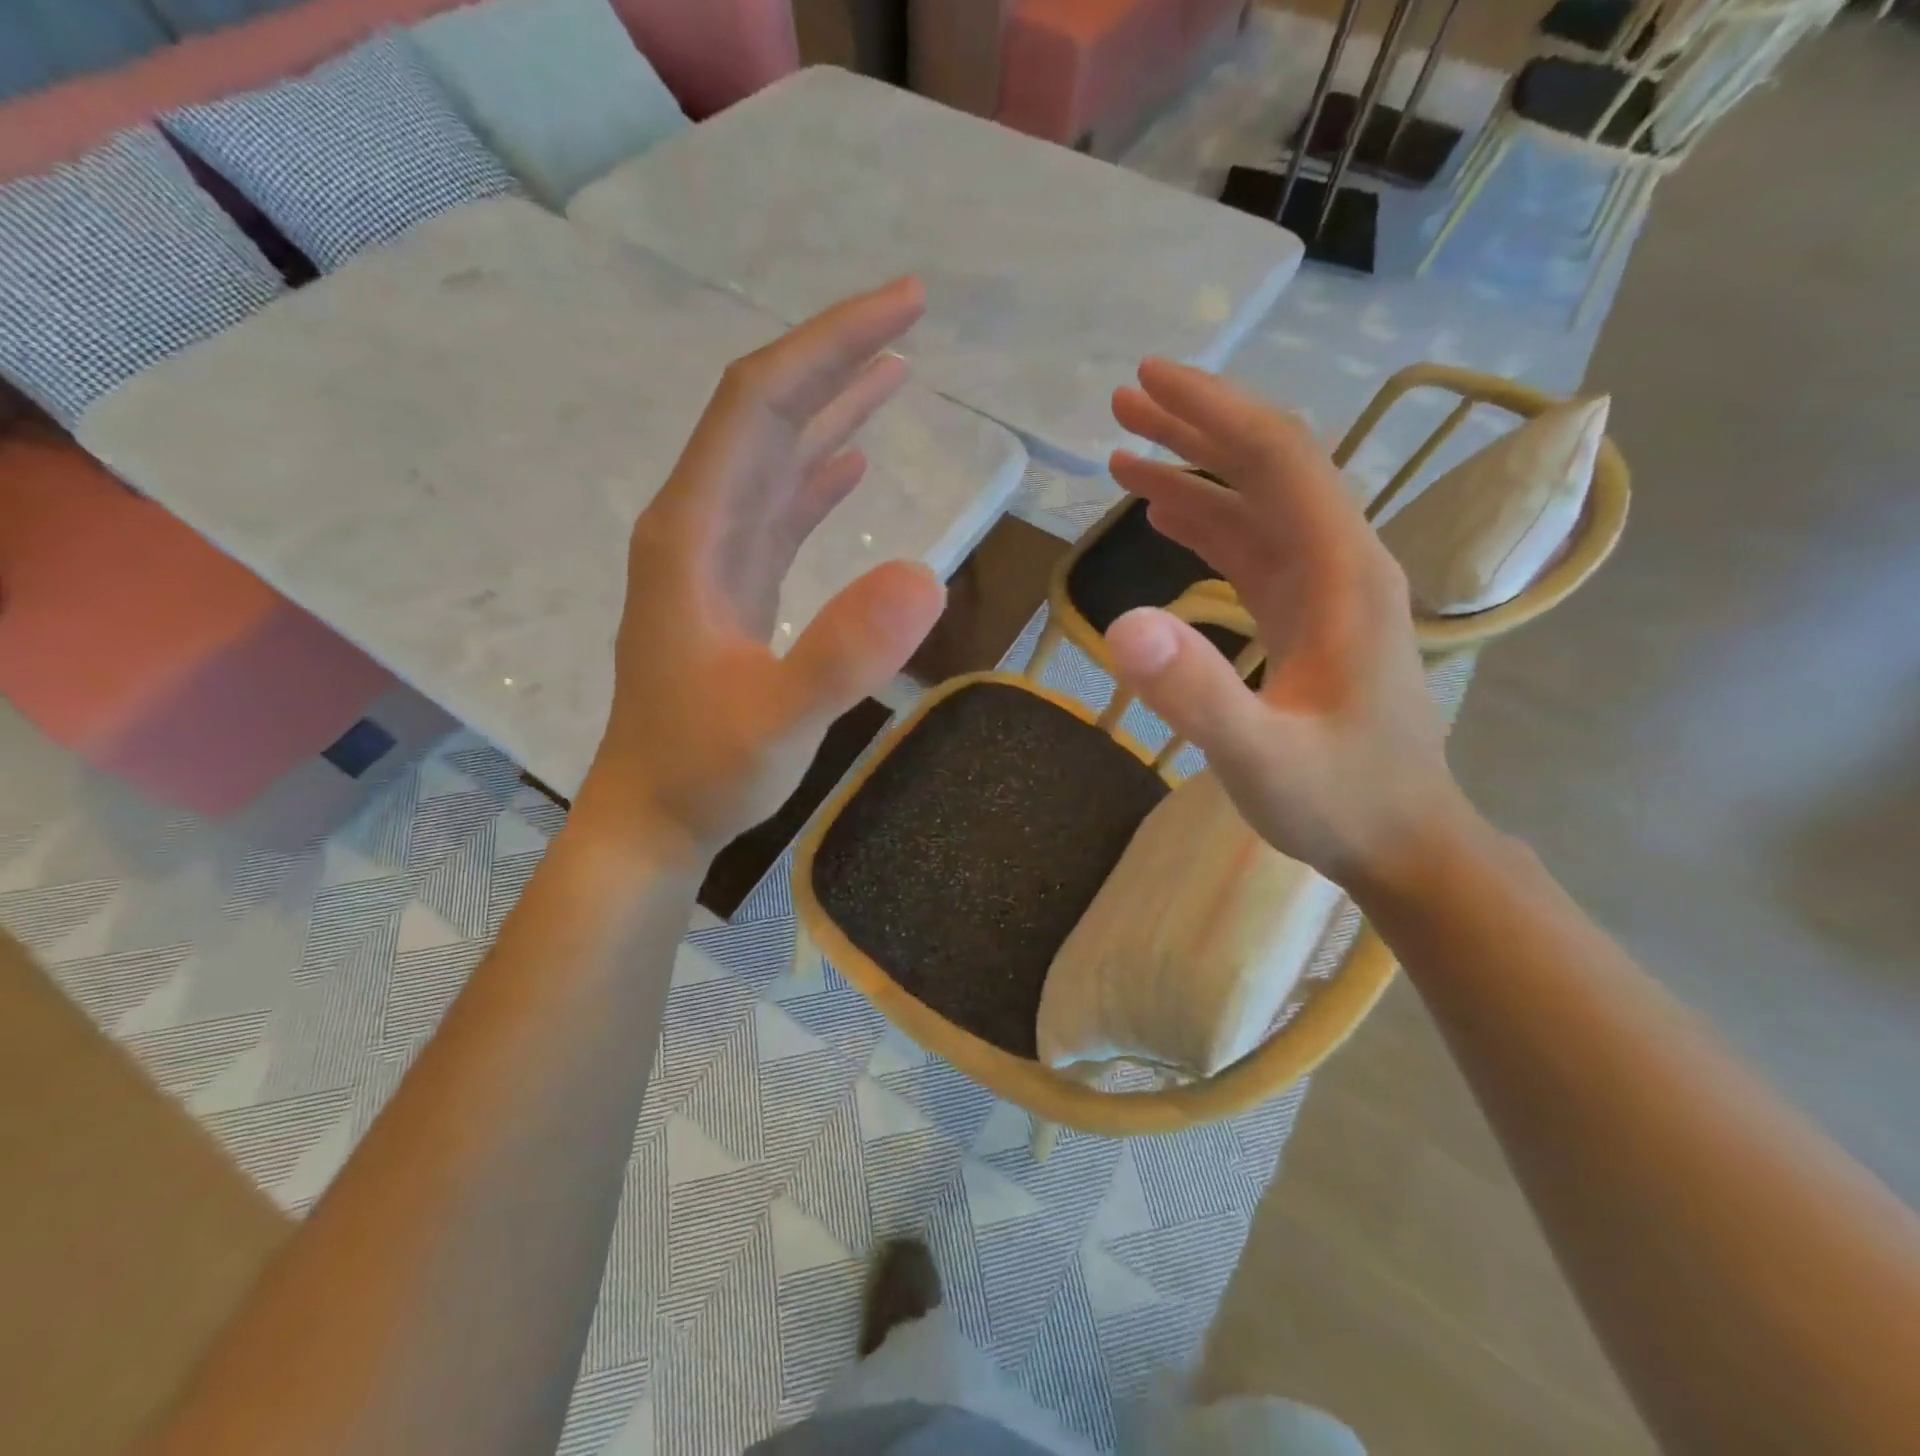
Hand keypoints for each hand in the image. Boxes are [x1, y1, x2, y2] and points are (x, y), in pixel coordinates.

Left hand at [571, 278, 947, 865]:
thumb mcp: (777, 721)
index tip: (901, 307)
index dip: (826, 346)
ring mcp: (713, 558)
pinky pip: (777, 511)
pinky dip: (816, 475)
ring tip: (894, 368)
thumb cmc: (705, 772)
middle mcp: (696, 527)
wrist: (655, 817)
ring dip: (829, 407)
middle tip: (911, 312)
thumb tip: (925, 576)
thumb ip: (842, 653)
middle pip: (763, 414)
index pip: (757, 405)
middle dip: (834, 356)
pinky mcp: (733, 590)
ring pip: (772, 458)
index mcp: (694, 534)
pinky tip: (851, 459)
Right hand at [1105, 359, 1471, 889]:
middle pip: (1269, 466)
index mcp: (1341, 573)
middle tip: (1123, 400)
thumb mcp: (1258, 756)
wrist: (1404, 842)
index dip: (1212, 411)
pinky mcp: (1307, 619)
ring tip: (1123, 454)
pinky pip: (1253, 550)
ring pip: (1256, 506)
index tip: (1147, 379)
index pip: (1277, 458)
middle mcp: (1339, 564)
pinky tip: (1167, 517)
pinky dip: (1207, 524)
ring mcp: (1324, 591)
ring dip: (1193, 474)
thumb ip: (1195, 693)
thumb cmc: (1339, 800)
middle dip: (1196, 425)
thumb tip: (1121, 625)